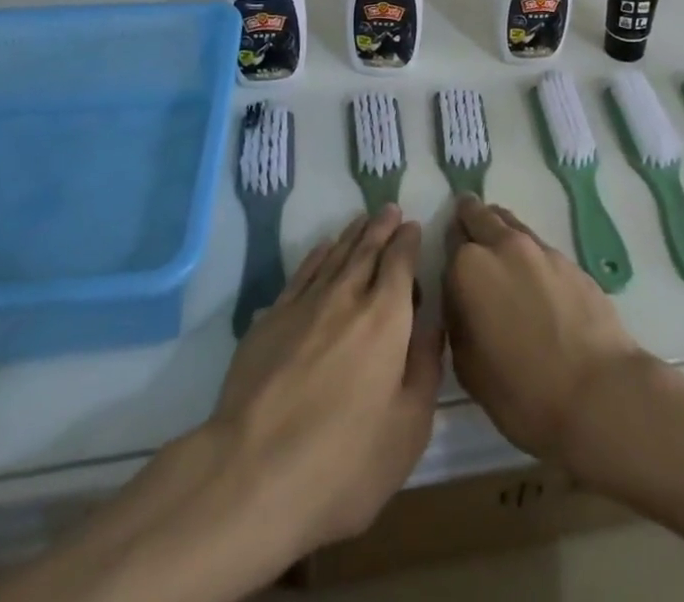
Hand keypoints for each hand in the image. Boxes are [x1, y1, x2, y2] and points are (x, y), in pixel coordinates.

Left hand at [213, 206, 441, 551]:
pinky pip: (301, 273)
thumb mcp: (407, 429)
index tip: (413, 227)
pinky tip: (322, 249)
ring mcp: (304, 305)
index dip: (408, 242)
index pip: (400, 263)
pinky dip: (316, 255)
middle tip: (390, 210)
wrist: (251, 474)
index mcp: (386, 318)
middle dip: (381, 228)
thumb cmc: (343, 461)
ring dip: (351, 235)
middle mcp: (347, 297)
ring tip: (362, 221)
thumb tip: (432, 326)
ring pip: (334, 255)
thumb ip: (424, 369)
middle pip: (367, 249)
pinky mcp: (270, 320)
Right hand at [443, 196, 649, 467]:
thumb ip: (458, 321)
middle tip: (466, 227)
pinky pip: (538, 246)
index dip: (448, 252)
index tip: (450, 262)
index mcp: (469, 268)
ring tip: (498, 247)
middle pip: (479, 216)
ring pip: (510, 224)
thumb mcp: (468, 367)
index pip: (449, 241)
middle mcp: (502, 246)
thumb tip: (462, 302)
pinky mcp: (570, 261)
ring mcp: (540, 249)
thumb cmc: (523, 391)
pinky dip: (528, 252)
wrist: (599, 394)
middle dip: (470, 220)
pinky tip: (532, 278)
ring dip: (499, 229)